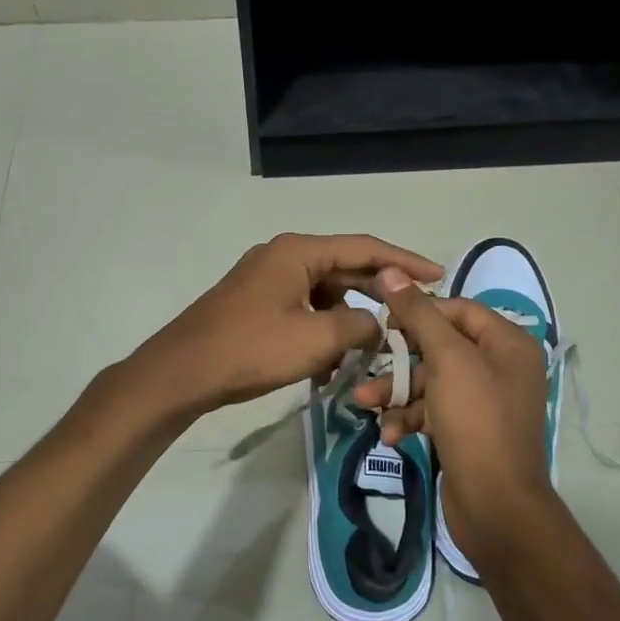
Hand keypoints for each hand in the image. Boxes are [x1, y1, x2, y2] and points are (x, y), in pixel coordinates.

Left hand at [130, 234, 442, 418]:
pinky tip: (327, 366)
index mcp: (299, 252)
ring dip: (347, 320)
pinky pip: (303, 309)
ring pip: (324, 294)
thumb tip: (376, 325)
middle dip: (377, 295)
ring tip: (368, 351)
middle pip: (345, 268)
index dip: (404, 261)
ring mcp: (267, 279)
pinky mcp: (257, 303)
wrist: (182, 372)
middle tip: (411, 314)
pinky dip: (321, 331)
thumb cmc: (250, 349)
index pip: (365, 248)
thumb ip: (358, 326)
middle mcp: (284, 256)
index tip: (437, 275)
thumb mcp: (315, 339)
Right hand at [353, 266, 556, 552]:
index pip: (457, 309)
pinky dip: (410, 418)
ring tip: (362, 404)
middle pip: (440, 347)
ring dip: (397, 392)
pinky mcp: (468, 431)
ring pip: (431, 382)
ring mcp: (485, 401)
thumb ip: (419, 314)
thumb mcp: (447, 361)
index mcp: (507, 343)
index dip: (418, 312)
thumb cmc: (476, 422)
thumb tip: (392, 270)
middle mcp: (500, 367)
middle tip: (365, 364)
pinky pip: (434, 411)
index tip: (381, 320)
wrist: (497, 508)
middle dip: (400, 360)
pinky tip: (389, 435)